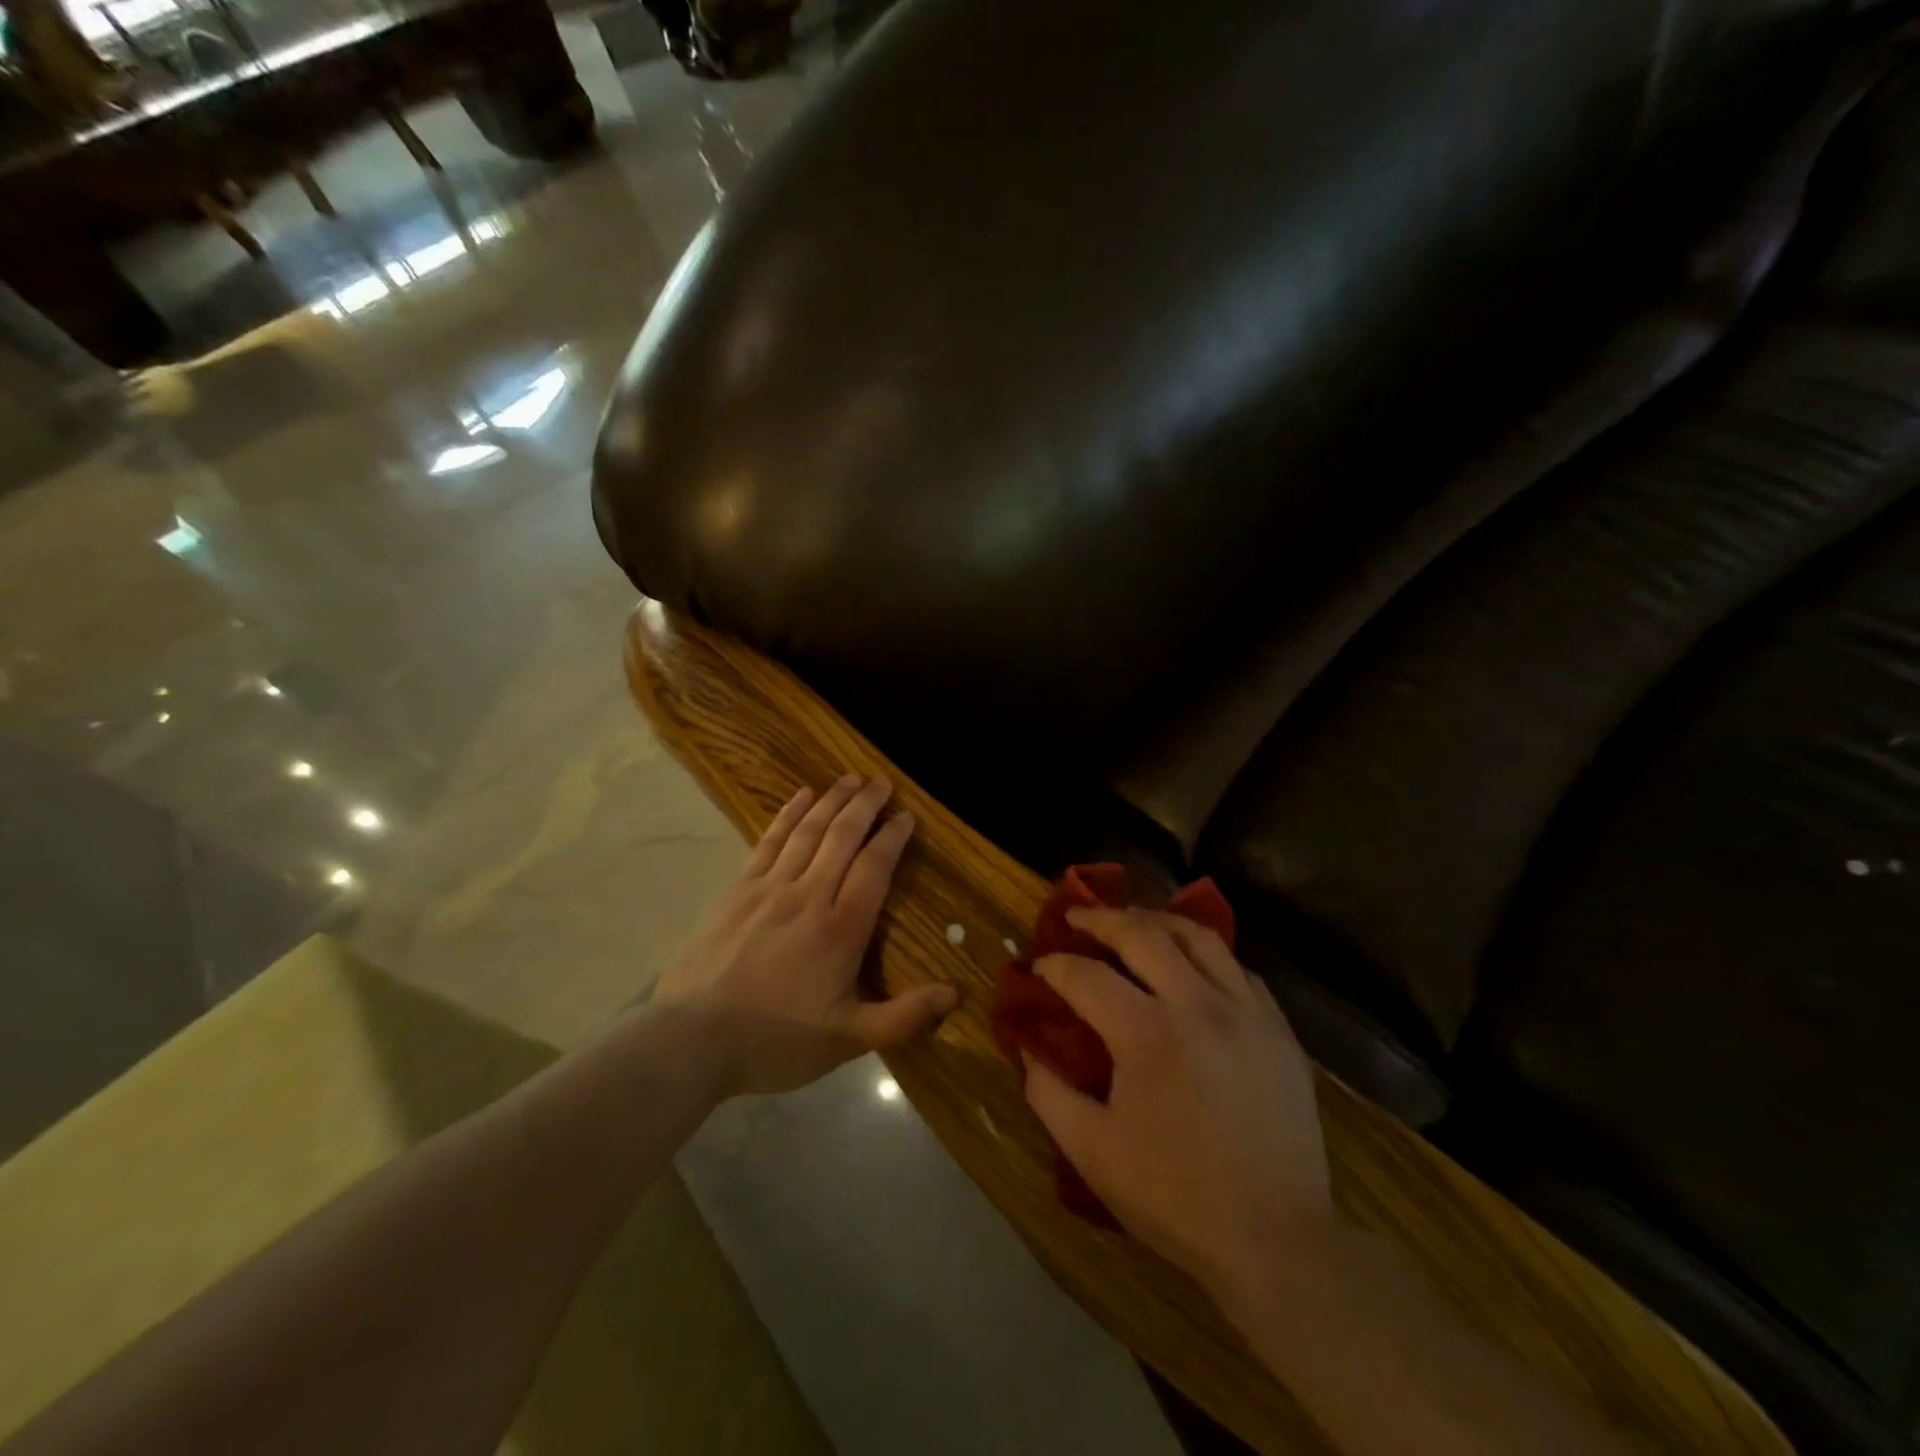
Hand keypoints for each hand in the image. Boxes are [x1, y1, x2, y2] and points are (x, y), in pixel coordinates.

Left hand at [653, 775, 957, 1097]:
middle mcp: (809, 895)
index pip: (874, 868)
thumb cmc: (775, 1040)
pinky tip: (800, 796)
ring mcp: (770, 888)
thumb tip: (955, 993)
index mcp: (840, 928)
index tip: (906, 816)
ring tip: (850, 779)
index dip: (892, 838)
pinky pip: (770, 841)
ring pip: (808, 831)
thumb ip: (904, 1017)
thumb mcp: (848, 1040)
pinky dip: (788, 814)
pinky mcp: (739, 890)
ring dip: (832, 800)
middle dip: (866, 806)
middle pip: (843, 837)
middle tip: (882, 782)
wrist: (692, 1040)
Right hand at [1021, 907, 1332, 1297]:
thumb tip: (1028, 1050)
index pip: (1087, 976)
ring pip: (1199, 936)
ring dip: (1157, 920)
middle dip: (1101, 918)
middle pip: (1143, 933)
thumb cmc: (1175, 1197)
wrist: (1277, 1240)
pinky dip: (1204, 953)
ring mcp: (1246, 1012)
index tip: (1039, 966)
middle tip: (1076, 916)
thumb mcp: (1092, 1152)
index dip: (1055, 966)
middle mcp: (1199, 1006)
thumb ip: (1048, 1094)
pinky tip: (1190, 965)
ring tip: (1132, 922)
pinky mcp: (1279, 1029)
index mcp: (1148, 1034)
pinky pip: (1237, 967)